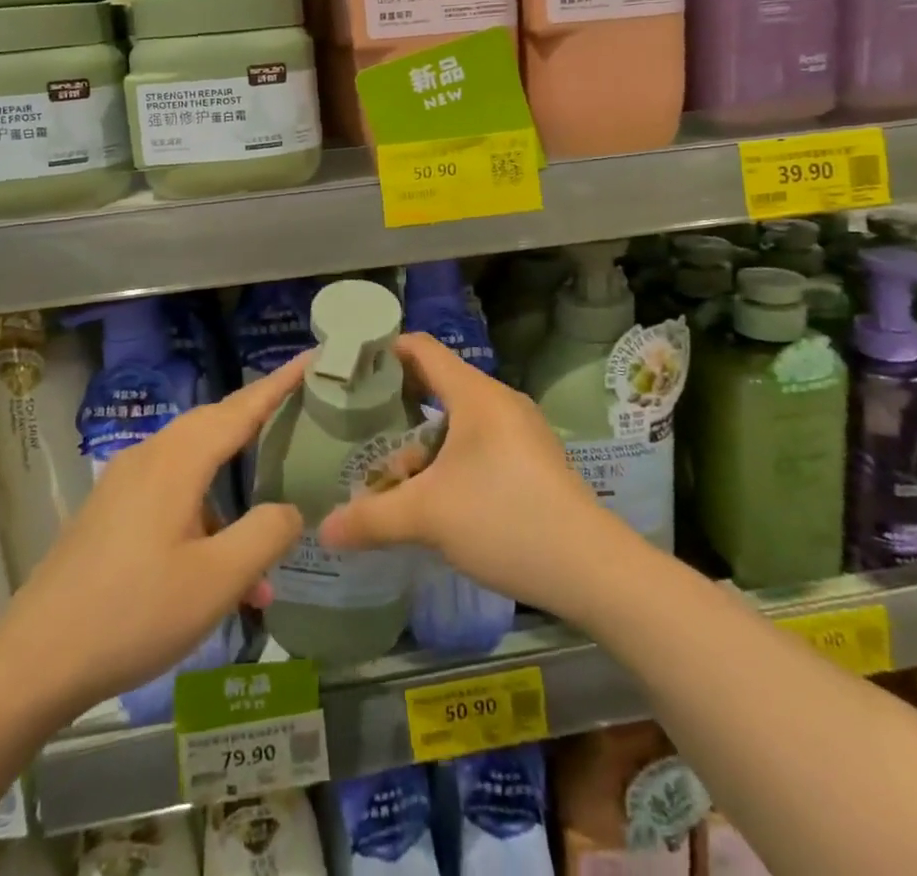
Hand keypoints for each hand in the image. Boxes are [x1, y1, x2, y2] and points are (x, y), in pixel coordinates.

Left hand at [0, 353, 308, 723]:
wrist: (35, 659)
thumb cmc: (134, 613)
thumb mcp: (215, 581)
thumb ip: (265, 535)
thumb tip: (291, 508)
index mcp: (177, 460)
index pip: (241, 408)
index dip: (280, 383)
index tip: (312, 357)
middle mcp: (150, 456)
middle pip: (216, 423)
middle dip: (258, 417)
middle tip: (300, 413)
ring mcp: (125, 482)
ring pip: (194, 461)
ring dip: (233, 484)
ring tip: (267, 522)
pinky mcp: (112, 509)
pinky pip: (171, 490)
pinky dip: (205, 511)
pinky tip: (220, 567)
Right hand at [318, 333, 631, 619]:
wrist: (593, 569)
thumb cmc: (505, 520)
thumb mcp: (428, 517)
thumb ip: (371, 518)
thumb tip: (324, 531)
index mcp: (475, 394)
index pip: (421, 348)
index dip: (384, 350)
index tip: (349, 367)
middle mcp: (499, 401)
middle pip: (438, 382)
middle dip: (396, 401)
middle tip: (359, 421)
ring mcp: (521, 430)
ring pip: (458, 418)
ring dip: (422, 438)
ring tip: (391, 470)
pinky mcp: (533, 459)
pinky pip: (479, 440)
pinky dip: (449, 454)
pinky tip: (434, 492)